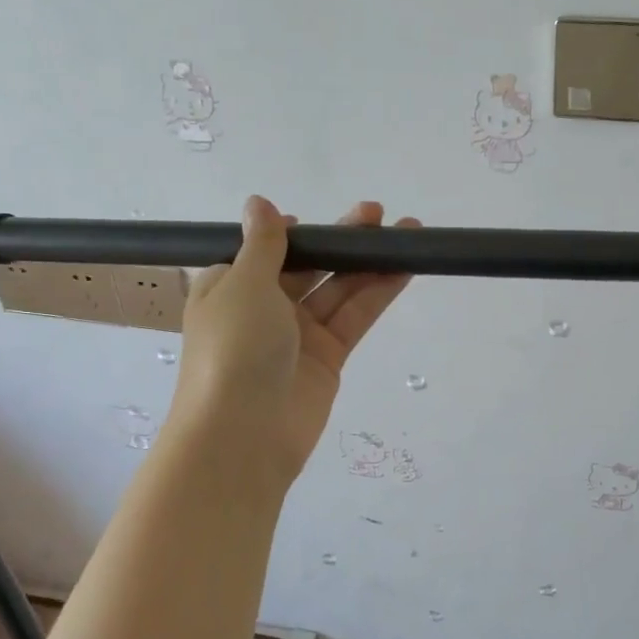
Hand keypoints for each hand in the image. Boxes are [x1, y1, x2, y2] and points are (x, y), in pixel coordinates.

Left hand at [168, 196, 418, 484]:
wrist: (244, 435)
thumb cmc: (233, 348)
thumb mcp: (244, 284)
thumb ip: (263, 244)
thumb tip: (259, 203)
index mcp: (229, 287)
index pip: (264, 252)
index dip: (293, 234)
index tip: (317, 220)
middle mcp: (263, 308)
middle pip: (308, 266)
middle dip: (340, 241)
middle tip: (378, 214)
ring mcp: (298, 335)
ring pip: (338, 289)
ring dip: (368, 263)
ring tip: (408, 233)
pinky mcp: (328, 358)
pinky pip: (354, 317)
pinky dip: (378, 292)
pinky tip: (403, 268)